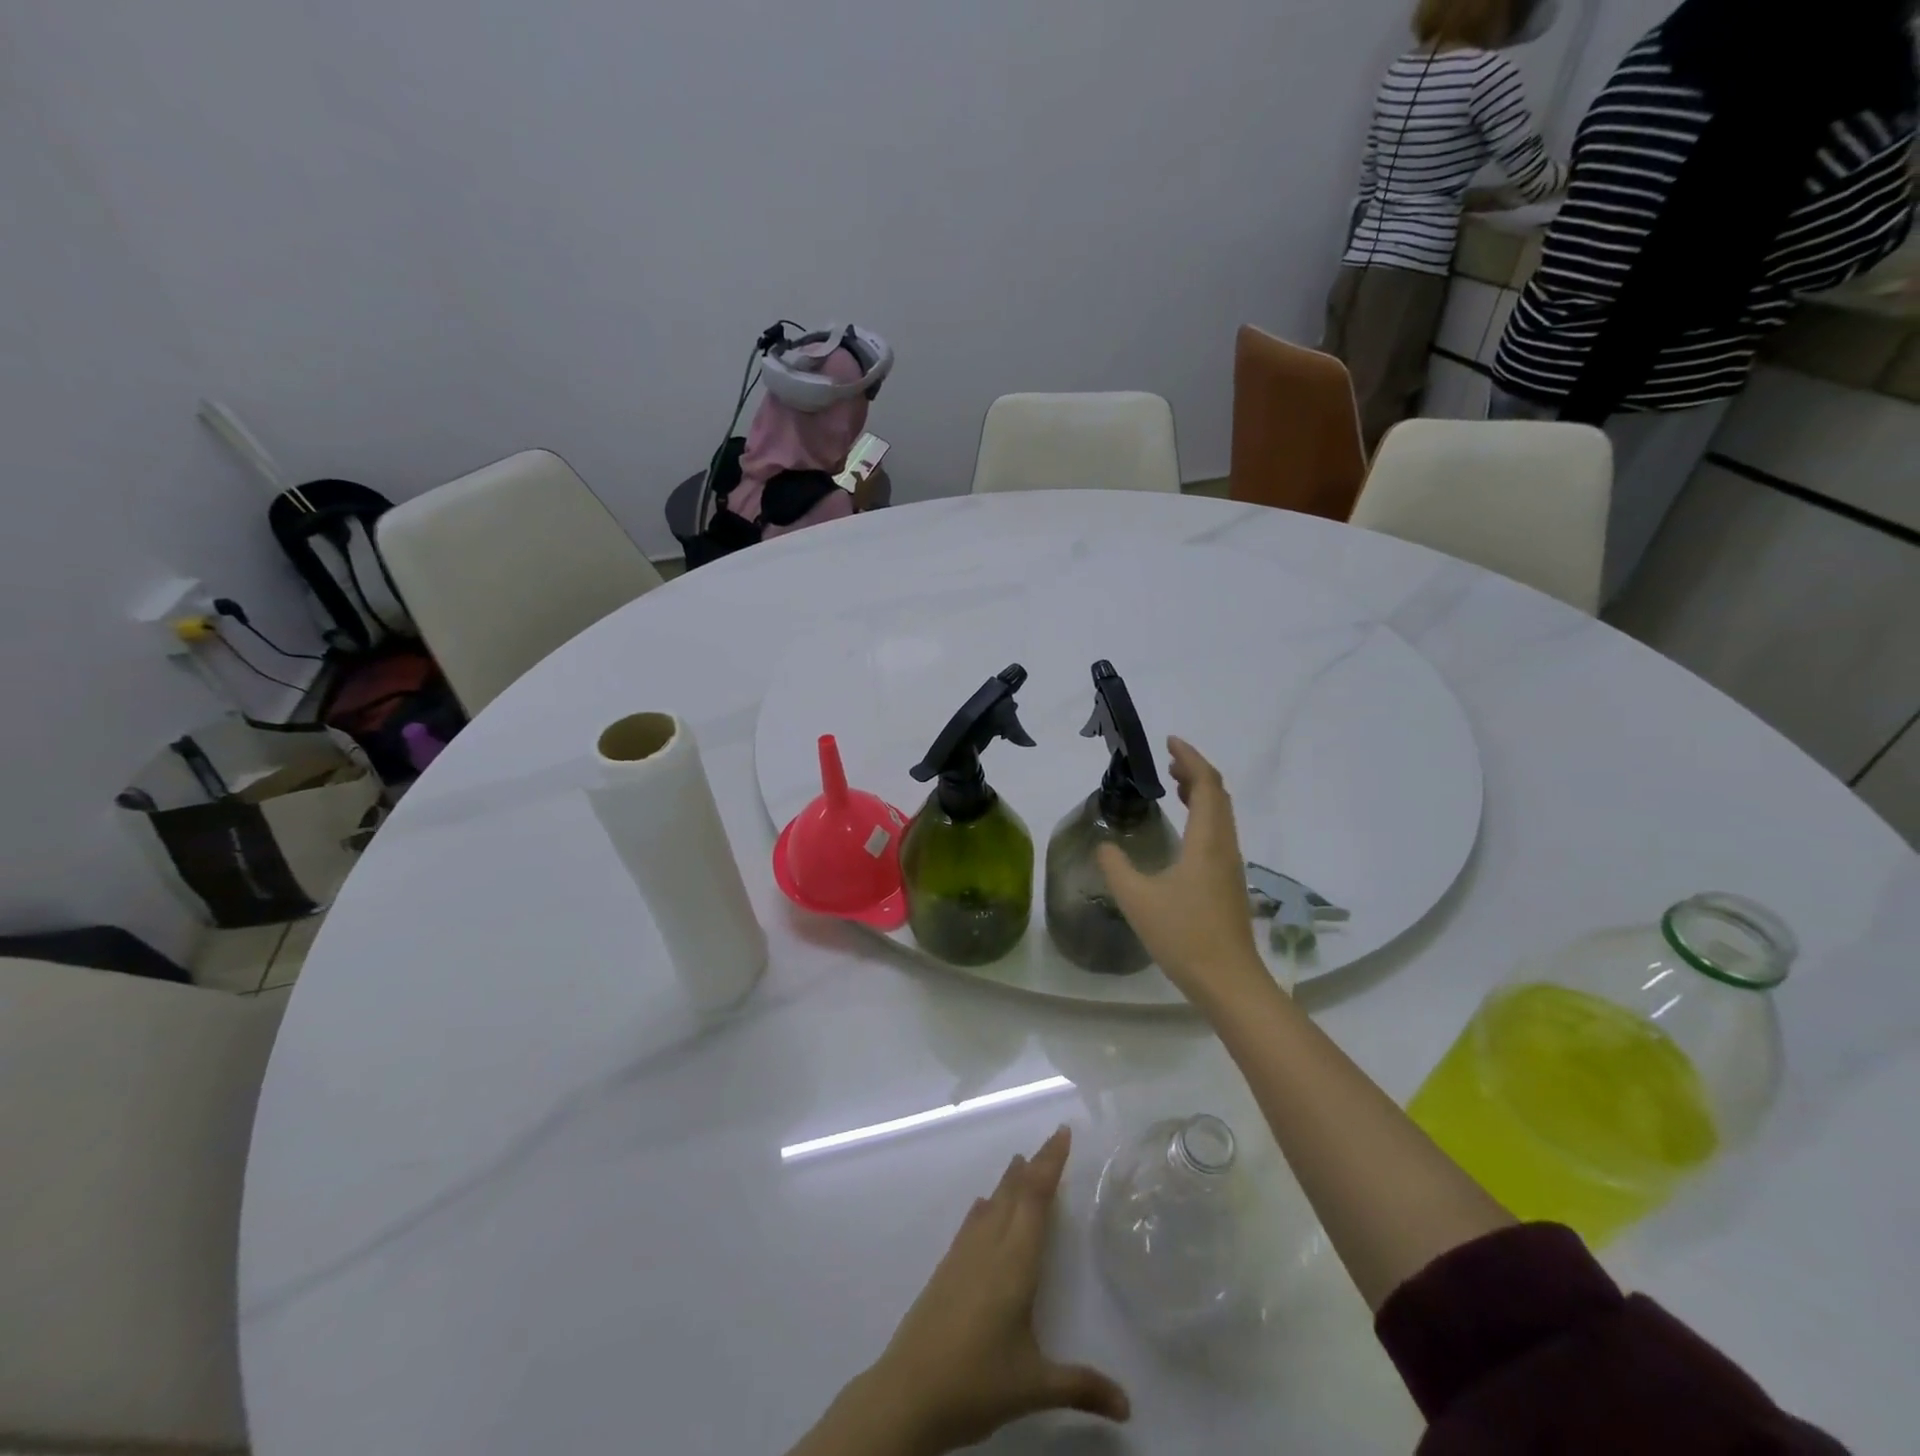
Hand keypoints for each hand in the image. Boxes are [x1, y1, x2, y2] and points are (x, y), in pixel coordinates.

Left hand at [861, 1126, 1128, 1453]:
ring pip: (992, 1204)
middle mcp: (989, 1247)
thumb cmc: (975, 1383)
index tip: (1062, 1132)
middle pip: (1015, 1192)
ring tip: (1020, 1162)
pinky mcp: (946, 1269)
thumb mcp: (1034, 1387)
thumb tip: (1128, 1406)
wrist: (908, 1393)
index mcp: (1014, 1262)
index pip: (1036, 1199)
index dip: (1050, 1163)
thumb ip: (1081, 1387)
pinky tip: (983, 1207)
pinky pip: (973, 1223)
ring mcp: (963, 1255)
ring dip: (1009, 1181)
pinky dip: (987, 1206)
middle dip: (1035, 1165)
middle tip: (1052, 1140)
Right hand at [1097, 738, 1269, 1007]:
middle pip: (1218, 795)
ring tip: (1174, 785)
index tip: (1169, 741)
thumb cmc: (1184, 936)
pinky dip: (1203, 815)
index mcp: (1207, 841)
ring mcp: (1231, 866)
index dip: (1190, 758)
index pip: (1206, 785)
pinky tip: (1184, 830)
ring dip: (1200, 793)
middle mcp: (1224, 846)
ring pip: (1222, 814)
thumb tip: (1105, 844)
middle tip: (1167, 760)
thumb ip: (1116, 866)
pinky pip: (1219, 833)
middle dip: (1195, 771)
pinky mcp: (1229, 883)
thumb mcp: (1137, 899)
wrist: (1228, 981)